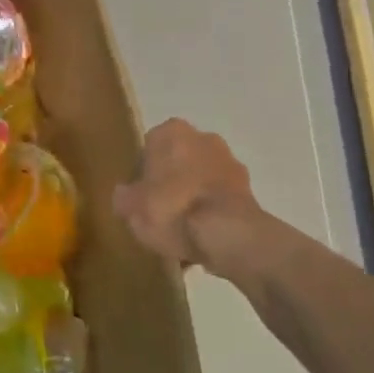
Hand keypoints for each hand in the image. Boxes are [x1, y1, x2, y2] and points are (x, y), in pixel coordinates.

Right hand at [113, 119, 279, 283]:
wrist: (229, 235)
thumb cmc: (171, 209)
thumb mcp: (129, 207)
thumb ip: (123, 197)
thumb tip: (126, 195)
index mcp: (170, 131)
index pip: (148, 149)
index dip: (142, 175)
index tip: (140, 198)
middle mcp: (203, 137)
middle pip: (178, 161)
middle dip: (171, 182)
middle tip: (160, 212)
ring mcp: (230, 163)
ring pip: (201, 180)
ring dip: (193, 199)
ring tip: (182, 233)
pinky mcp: (250, 190)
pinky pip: (220, 200)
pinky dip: (212, 215)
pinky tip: (202, 240)